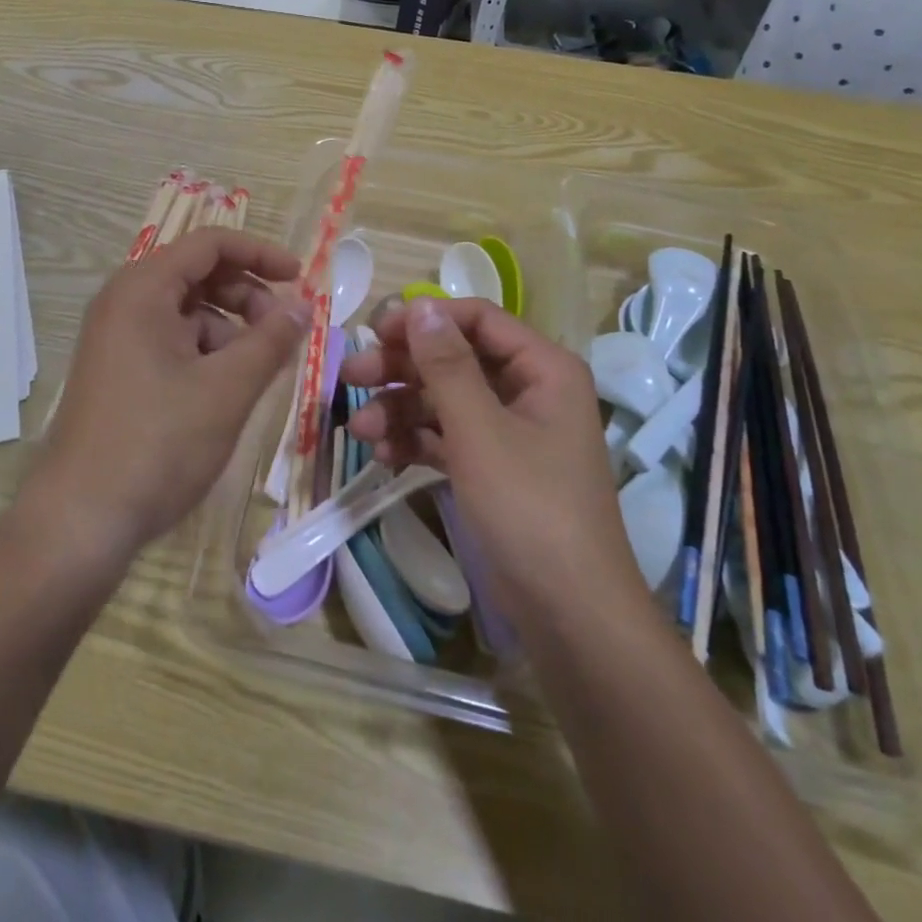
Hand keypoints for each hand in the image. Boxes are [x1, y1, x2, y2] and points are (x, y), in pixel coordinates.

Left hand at [23, 228, 307, 566]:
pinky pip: (172, 342)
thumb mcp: (226, 389)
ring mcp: (117, 338)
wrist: (81, 521)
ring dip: (230, 328)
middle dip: (247, 295)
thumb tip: (303, 304)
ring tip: (258, 369)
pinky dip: (207, 353)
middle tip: (281, 332)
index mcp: (143, 289)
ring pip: (187, 311)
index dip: (260, 254)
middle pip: (198, 274)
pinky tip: (227, 389)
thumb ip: (271, 340)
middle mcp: (124, 303)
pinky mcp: (119, 371)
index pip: (210, 243)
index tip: (300, 279)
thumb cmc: (158, 444)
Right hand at [341, 298, 643, 625]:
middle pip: (455, 359)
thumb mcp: (480, 431)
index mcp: (542, 369)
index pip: (477, 319)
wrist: (569, 615)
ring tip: (360, 431)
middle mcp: (528, 391)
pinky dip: (415, 442)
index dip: (426, 320)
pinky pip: (447, 438)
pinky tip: (383, 456)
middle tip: (352, 376)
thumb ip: (446, 365)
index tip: (375, 331)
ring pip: (445, 400)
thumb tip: (420, 306)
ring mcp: (509, 432)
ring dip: (400, 410)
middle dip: (402, 368)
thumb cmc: (529, 508)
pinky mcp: (493, 469)